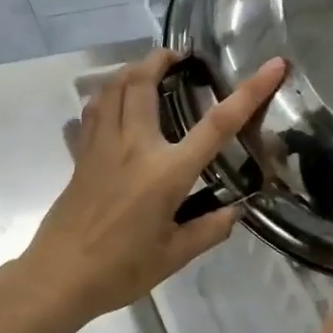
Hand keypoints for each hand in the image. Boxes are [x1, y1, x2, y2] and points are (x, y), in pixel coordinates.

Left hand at [18, 48, 286, 324]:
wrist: (60, 275)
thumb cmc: (121, 269)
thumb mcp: (174, 256)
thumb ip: (208, 230)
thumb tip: (234, 210)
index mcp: (166, 172)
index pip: (216, 124)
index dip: (249, 92)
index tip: (273, 64)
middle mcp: (133, 146)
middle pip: (143, 83)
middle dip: (161, 59)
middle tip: (178, 58)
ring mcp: (101, 146)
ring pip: (111, 88)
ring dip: (130, 70)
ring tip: (147, 70)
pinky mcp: (80, 155)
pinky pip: (91, 111)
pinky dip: (103, 96)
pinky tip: (110, 103)